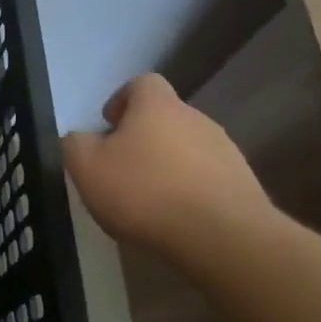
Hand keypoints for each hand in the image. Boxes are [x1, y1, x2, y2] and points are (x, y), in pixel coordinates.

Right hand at [62, 74, 272, 252]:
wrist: (223, 238)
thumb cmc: (145, 192)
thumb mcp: (86, 167)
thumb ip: (76, 144)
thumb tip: (80, 139)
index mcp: (157, 106)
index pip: (142, 83)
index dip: (122, 99)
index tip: (109, 126)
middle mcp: (196, 119)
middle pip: (166, 117)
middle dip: (144, 137)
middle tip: (122, 167)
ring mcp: (226, 152)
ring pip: (188, 148)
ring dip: (169, 165)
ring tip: (150, 199)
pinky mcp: (245, 186)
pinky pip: (209, 178)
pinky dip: (191, 191)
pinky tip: (177, 218)